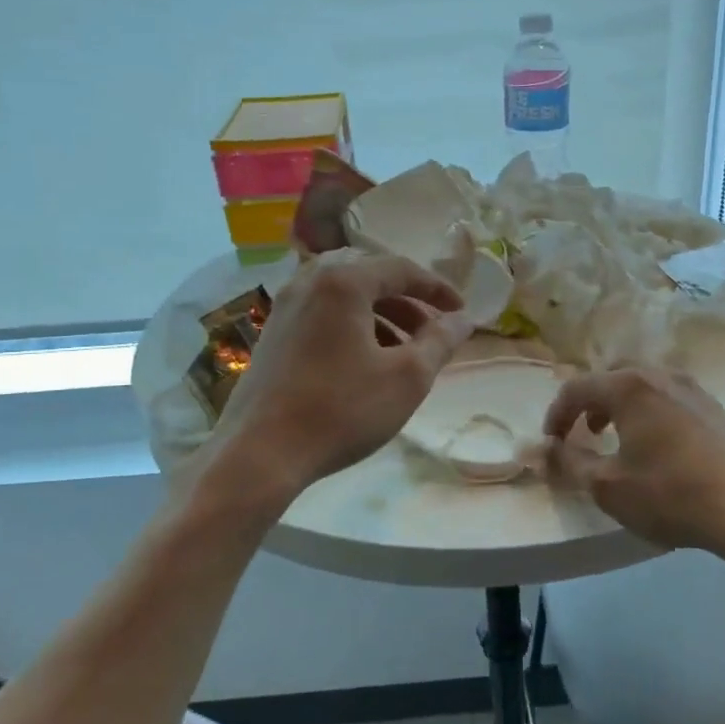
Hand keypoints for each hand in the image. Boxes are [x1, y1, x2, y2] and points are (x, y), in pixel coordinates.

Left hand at [210, 251, 472, 500]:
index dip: (437, 289)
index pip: (401, 269)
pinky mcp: (271, 335)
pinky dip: (353, 327)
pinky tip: (365, 364)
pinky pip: (322, 315)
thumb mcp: (407, 378)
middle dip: (407, 302)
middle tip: (432, 331)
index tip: (461, 312)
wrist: (260, 454)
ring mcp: (284, 308)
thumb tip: (464, 319)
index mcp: (343, 282)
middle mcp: (308, 282)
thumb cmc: (342, 410)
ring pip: (345, 298)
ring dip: (381, 316)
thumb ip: (440, 341)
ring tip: (404, 352)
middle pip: (370, 278)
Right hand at [544, 367, 724, 556]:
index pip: (577, 388)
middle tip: (584, 433)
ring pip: (643, 385)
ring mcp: (693, 388)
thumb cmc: (670, 494)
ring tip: (618, 439)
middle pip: (612, 377)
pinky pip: (668, 398)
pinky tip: (657, 447)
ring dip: (621, 406)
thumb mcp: (608, 487)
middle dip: (590, 403)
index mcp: (628, 387)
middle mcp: (660, 375)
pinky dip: (649, 412)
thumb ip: (570, 463)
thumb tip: (546, 449)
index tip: (551, 443)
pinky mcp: (715, 408)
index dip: (557, 414)